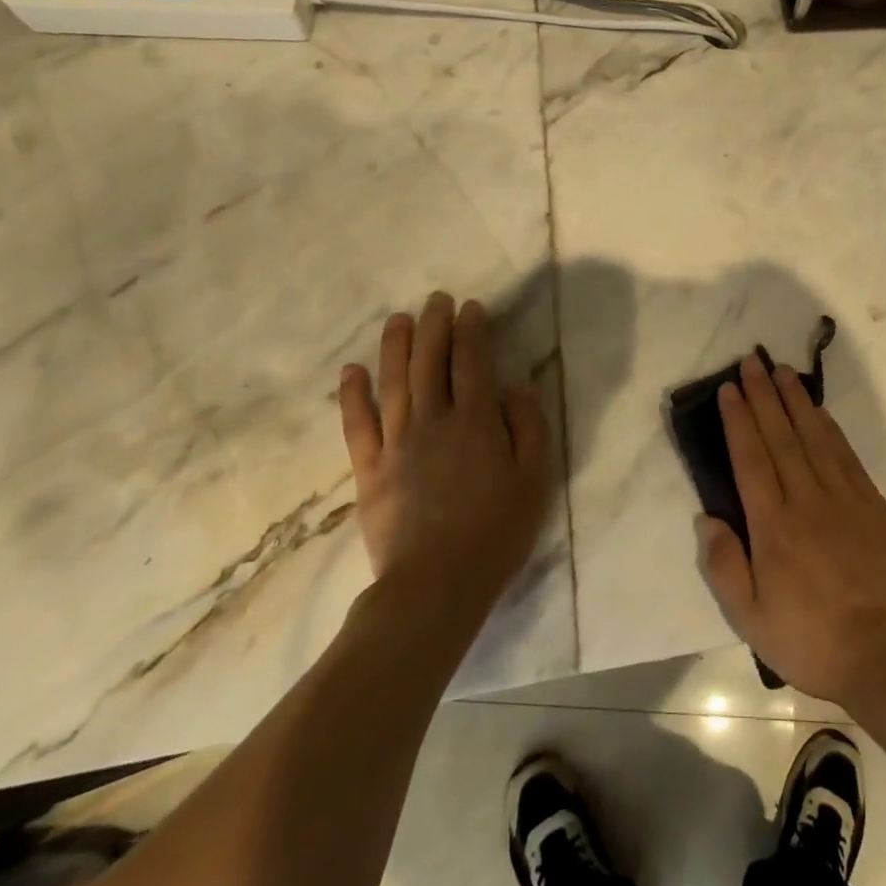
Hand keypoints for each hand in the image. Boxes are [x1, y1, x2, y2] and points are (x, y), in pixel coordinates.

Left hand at [338, 293, 551, 624]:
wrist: (434, 587)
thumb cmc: (495, 533)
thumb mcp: (534, 479)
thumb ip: (529, 426)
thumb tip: (515, 386)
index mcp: (476, 421)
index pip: (473, 361)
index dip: (472, 329)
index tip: (472, 307)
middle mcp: (434, 420)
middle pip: (431, 361)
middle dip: (435, 325)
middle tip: (437, 299)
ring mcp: (396, 443)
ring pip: (394, 382)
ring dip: (396, 346)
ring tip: (399, 318)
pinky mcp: (370, 470)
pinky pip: (358, 424)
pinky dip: (353, 395)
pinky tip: (352, 370)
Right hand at [696, 353, 885, 708]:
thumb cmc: (812, 640)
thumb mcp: (752, 620)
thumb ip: (725, 566)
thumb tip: (706, 518)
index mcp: (774, 526)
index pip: (751, 458)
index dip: (738, 420)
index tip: (729, 388)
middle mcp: (807, 500)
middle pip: (781, 436)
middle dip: (763, 396)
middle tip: (752, 361)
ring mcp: (844, 498)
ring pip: (815, 436)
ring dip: (796, 400)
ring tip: (782, 371)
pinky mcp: (872, 504)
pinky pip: (846, 454)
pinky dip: (829, 427)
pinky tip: (819, 411)